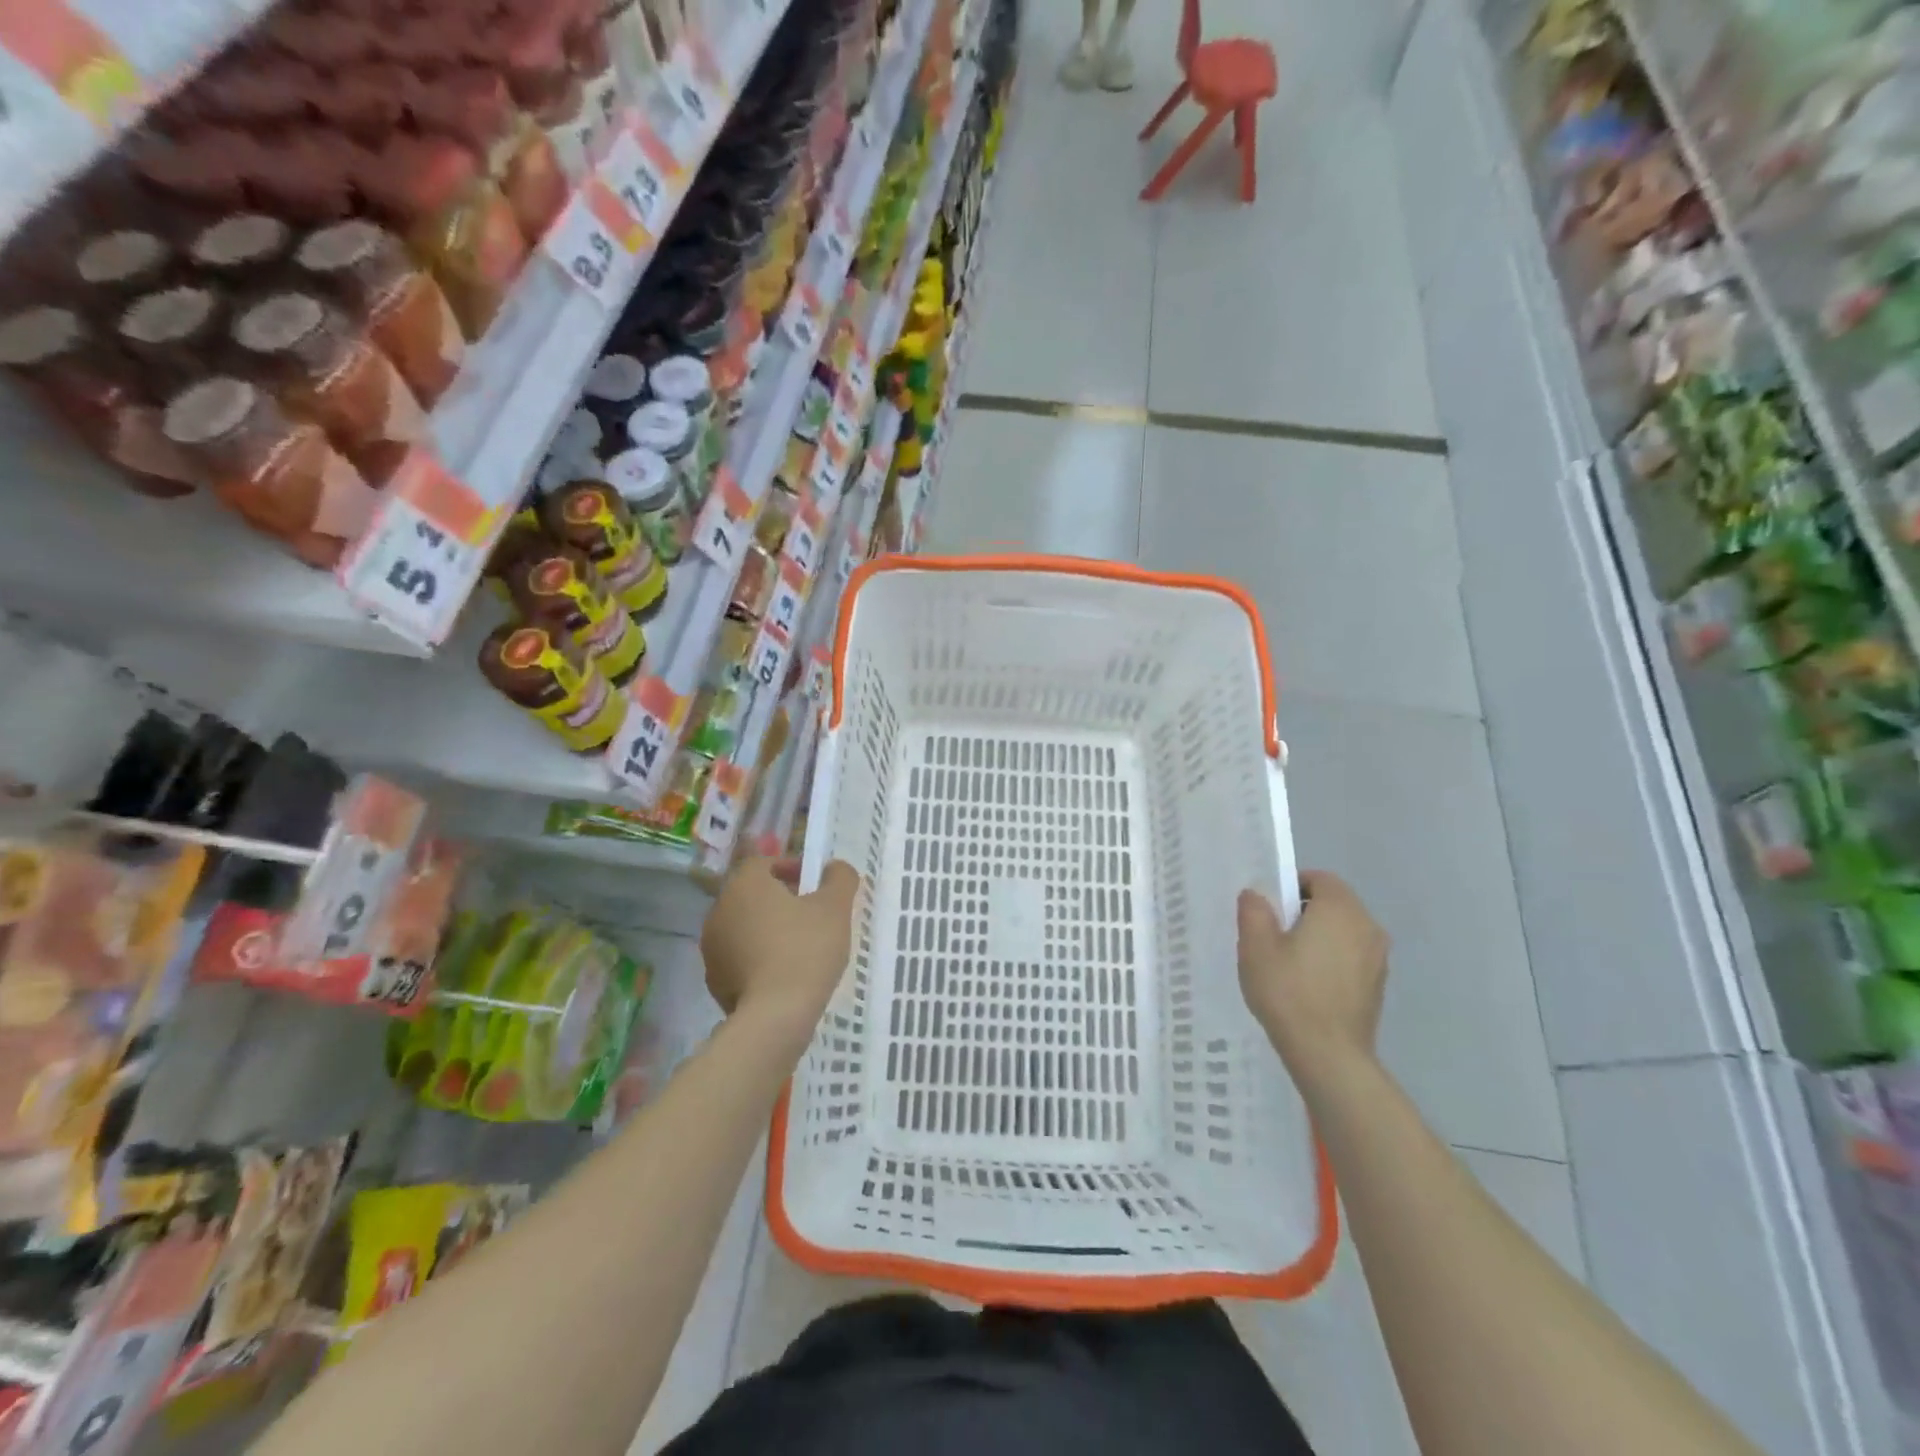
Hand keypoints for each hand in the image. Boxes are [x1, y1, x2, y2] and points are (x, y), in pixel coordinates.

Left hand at [703, 857, 859, 1041]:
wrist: (774, 1016)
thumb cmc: (805, 949)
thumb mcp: (835, 908)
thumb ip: (839, 878)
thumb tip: (835, 868)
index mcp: (745, 884)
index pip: (763, 862)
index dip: (790, 867)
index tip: (813, 885)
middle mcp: (720, 909)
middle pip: (752, 894)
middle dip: (779, 898)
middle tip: (810, 914)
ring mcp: (711, 946)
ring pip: (744, 926)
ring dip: (767, 928)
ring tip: (798, 946)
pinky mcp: (713, 979)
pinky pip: (739, 957)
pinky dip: (757, 957)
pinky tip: (782, 973)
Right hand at [1238, 871, 1388, 1087]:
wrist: (1329, 1054)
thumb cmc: (1289, 991)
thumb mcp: (1256, 946)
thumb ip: (1254, 911)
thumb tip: (1257, 894)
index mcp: (1340, 909)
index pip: (1320, 879)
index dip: (1292, 886)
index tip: (1269, 908)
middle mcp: (1367, 926)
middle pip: (1334, 903)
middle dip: (1304, 911)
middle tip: (1272, 934)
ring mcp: (1378, 958)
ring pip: (1344, 931)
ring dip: (1319, 936)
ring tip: (1288, 962)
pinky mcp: (1378, 985)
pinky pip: (1351, 956)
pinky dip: (1331, 959)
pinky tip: (1308, 985)